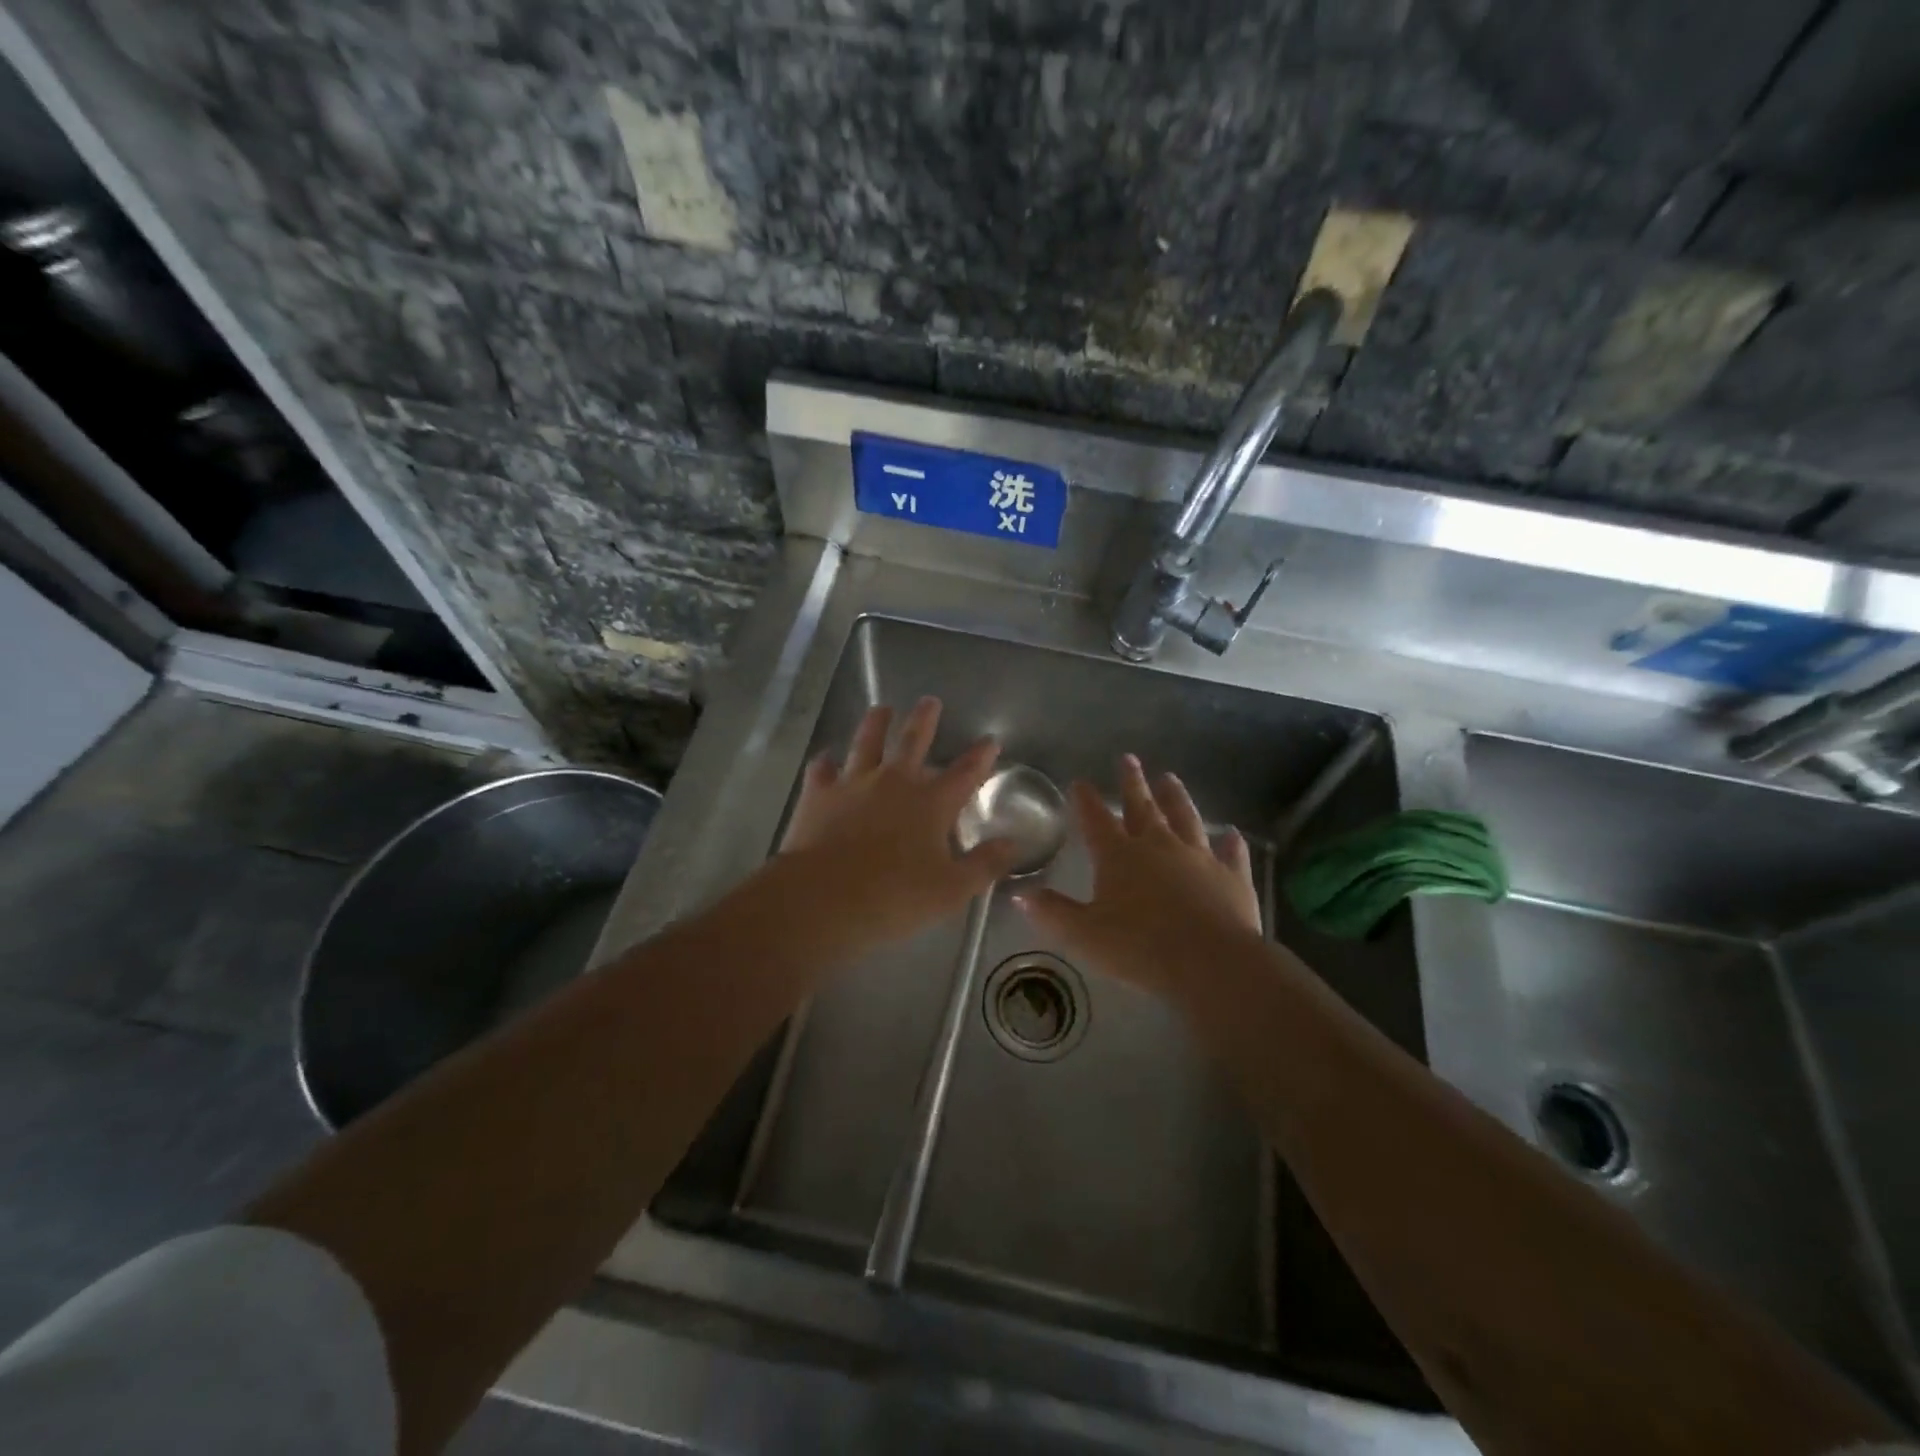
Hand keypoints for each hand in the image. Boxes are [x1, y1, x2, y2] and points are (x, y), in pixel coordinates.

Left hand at [777, 697, 1020, 955]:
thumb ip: (985, 865)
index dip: (980, 756)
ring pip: (866, 743)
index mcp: (931, 803)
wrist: (822, 899)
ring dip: (875, 724)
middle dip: (924, 720)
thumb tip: (1013, 844)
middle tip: (929, 701)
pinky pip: (822, 770)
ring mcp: (853, 784)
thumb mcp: (952, 890)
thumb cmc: (894, 897)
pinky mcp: (818, 795)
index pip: (965, 773)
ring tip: (881, 709)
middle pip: (913, 741)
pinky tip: (826, 759)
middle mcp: (894, 782)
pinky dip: (826, 763)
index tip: (990, 740)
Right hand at [1016, 754, 1261, 1000]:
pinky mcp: (1231, 877)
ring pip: (1185, 819)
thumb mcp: (1084, 935)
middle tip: (1129, 759)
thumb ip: (1053, 912)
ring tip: (1170, 778)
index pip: (1097, 820)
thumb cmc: (1139, 947)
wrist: (1210, 962)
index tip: (1080, 780)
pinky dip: (1229, 843)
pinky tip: (1231, 834)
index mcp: (1119, 856)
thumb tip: (1020, 894)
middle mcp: (1158, 846)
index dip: (1086, 800)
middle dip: (1133, 783)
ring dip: (1176, 797)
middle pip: (1142, 807)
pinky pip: (1230, 854)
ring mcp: (1199, 858)